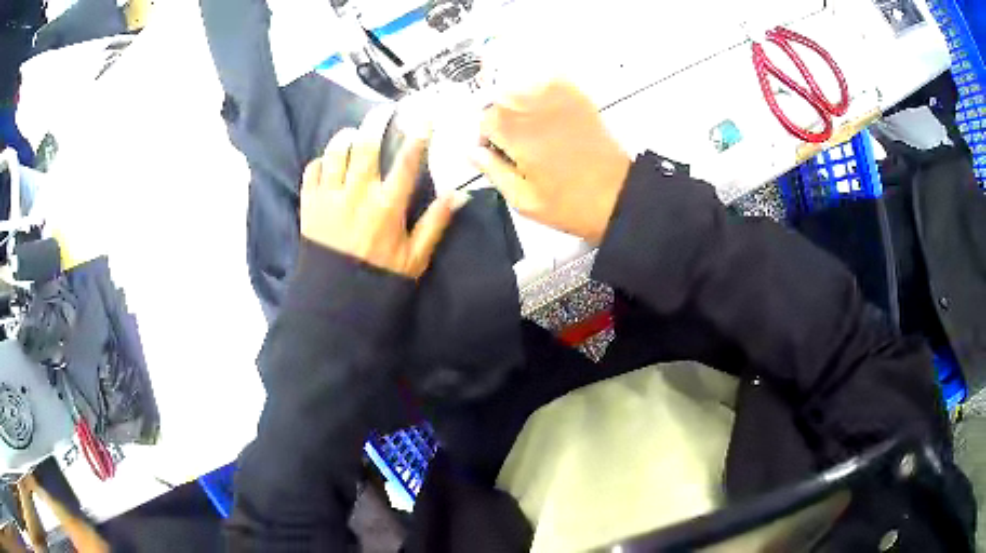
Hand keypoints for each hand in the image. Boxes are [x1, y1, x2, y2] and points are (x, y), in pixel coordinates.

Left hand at [300, 107, 456, 278]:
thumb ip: (436, 222)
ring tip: (352, 134)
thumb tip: (459, 194)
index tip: (424, 116)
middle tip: (383, 111)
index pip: (407, 161)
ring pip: (336, 152)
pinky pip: (312, 170)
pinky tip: (328, 162)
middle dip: (376, 121)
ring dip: (345, 137)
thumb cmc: (379, 278)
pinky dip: (320, 161)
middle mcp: (358, 194)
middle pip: (366, 144)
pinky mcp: (309, 205)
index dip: (418, 135)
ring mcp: (330, 197)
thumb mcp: (416, 257)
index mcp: (388, 206)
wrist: (336, 300)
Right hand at [471, 79, 631, 243]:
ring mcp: (560, 101)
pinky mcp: (579, 100)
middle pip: (500, 97)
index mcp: (519, 136)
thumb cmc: (570, 205)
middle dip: (498, 116)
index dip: (484, 135)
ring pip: (522, 85)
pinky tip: (545, 107)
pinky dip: (540, 87)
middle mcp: (536, 111)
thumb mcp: (524, 201)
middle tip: (510, 140)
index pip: (485, 119)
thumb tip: (472, 152)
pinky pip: (551, 80)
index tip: (493, 151)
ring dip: (516, 100)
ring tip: (526, 124)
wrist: (619, 197)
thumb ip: (494, 172)